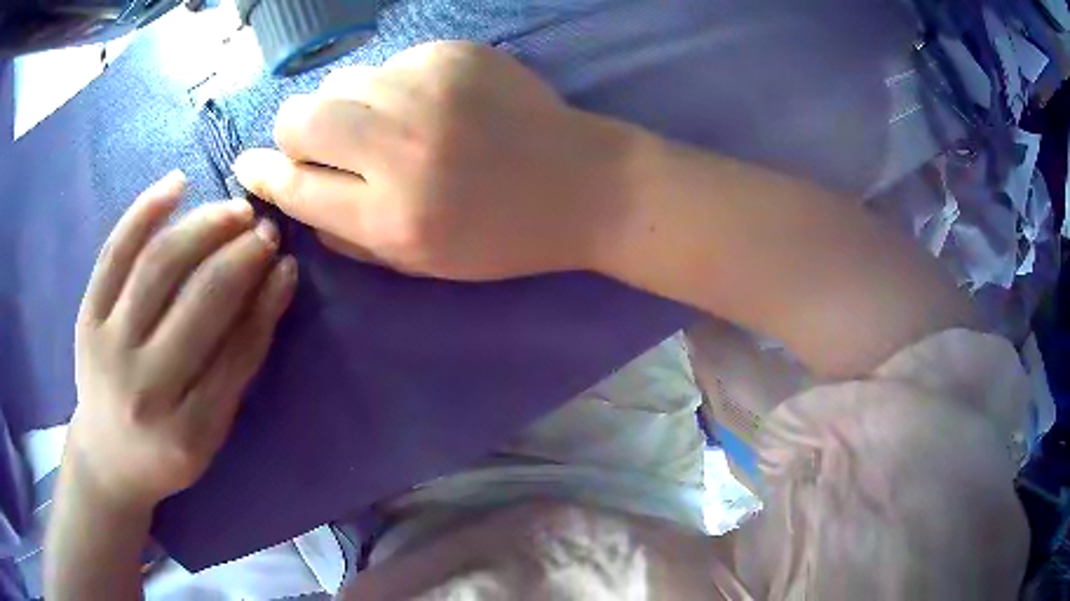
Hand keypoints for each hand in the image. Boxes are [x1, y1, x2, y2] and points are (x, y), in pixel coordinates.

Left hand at [66, 171, 297, 511]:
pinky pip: (115, 253)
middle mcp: (144, 389)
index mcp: (187, 434)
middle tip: (266, 230)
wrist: (108, 458)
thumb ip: (236, 368)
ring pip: (158, 266)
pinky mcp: (86, 317)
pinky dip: (145, 211)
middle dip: (240, 257)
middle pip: (198, 303)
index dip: (265, 302)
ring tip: (234, 209)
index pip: (235, 354)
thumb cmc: (165, 451)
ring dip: (203, 227)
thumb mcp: (209, 433)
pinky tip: (177, 183)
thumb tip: (271, 287)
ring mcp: (108, 347)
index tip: (287, 264)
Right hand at [234, 41, 637, 280]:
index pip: (292, 184)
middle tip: (325, 146)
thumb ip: (346, 233)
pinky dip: (392, 87)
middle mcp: (399, 145)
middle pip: (298, 117)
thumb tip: (294, 195)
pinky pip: (389, 64)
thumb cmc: (500, 236)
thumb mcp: (418, 261)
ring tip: (389, 126)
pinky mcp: (453, 53)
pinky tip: (431, 106)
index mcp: (390, 214)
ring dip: (348, 106)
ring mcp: (427, 87)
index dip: (262, 174)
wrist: (582, 184)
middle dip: (296, 134)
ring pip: (340, 82)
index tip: (249, 167)